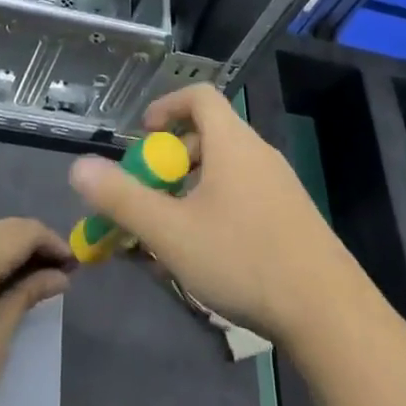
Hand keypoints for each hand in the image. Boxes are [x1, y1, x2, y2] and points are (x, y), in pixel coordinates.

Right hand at [68, 85, 363, 345]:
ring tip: (170, 229)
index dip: (167, 106)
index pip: (199, 96)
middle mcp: (258, 153)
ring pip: (226, 169)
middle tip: (149, 192)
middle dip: (172, 158)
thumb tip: (79, 167)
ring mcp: (279, 184)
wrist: (326, 308)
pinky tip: (207, 253)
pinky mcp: (291, 215)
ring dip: (192, 188)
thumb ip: (123, 198)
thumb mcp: (171, 232)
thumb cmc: (242, 257)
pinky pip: (244, 193)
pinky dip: (217, 206)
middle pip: (209, 134)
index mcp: (232, 142)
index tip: (143, 136)